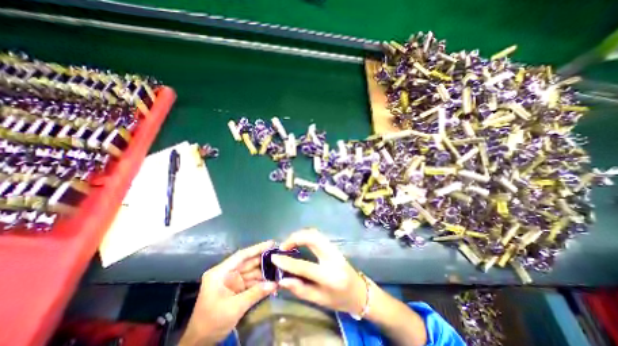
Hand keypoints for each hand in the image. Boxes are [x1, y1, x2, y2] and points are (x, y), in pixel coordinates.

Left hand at [179, 240, 274, 345]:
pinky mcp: (237, 289)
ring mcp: (232, 281)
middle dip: (264, 261)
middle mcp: (227, 273)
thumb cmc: (211, 322)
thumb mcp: (234, 308)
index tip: (271, 243)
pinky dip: (261, 283)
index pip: (241, 256)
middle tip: (280, 257)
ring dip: (265, 272)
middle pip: (248, 263)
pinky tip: (272, 282)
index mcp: (221, 272)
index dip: (257, 248)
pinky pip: (251, 282)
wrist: (200, 344)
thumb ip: (255, 293)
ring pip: (252, 272)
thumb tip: (275, 284)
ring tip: (280, 269)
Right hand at [271, 228, 365, 314]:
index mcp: (330, 276)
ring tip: (289, 243)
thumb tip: (282, 279)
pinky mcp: (334, 245)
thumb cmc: (340, 300)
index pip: (305, 266)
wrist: (360, 292)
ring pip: (315, 233)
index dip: (287, 262)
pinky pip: (318, 235)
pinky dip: (306, 235)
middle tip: (283, 246)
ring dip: (300, 235)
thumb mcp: (320, 301)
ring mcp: (335, 249)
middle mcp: (333, 258)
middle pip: (313, 238)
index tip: (274, 257)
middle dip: (295, 238)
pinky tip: (299, 241)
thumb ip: (301, 290)